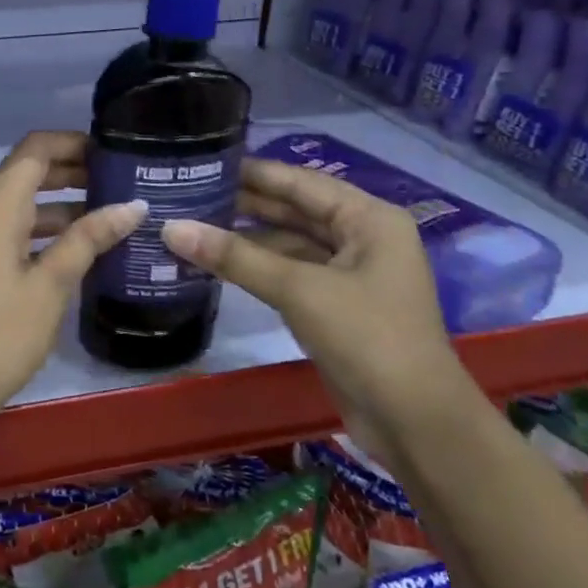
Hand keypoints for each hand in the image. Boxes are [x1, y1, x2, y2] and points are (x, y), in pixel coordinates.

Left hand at [0, 131, 144, 417]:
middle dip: (71, 172)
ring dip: (61, 203)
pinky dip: (43, 228)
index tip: (112, 153)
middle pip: (27, 172)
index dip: (72, 143)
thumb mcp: (52, 283)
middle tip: (120, 182)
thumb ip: (89, 238)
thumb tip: (132, 206)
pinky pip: (11, 228)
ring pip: (20, 203)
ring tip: (111, 214)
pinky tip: (80, 247)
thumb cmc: (3, 330)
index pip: (34, 149)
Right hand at [159, 159, 469, 459]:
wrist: (417, 425)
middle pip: (294, 210)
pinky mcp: (335, 306)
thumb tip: (171, 228)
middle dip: (243, 204)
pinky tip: (216, 263)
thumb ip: (234, 256)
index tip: (202, 162)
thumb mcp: (298, 289)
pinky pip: (289, 273)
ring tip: (191, 226)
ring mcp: (350, 274)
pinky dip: (255, 267)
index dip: (252, 172)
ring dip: (245, 238)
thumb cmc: (368, 338)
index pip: (300, 182)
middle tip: (186, 194)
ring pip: (288, 243)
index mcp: (369, 219)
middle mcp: (362, 238)